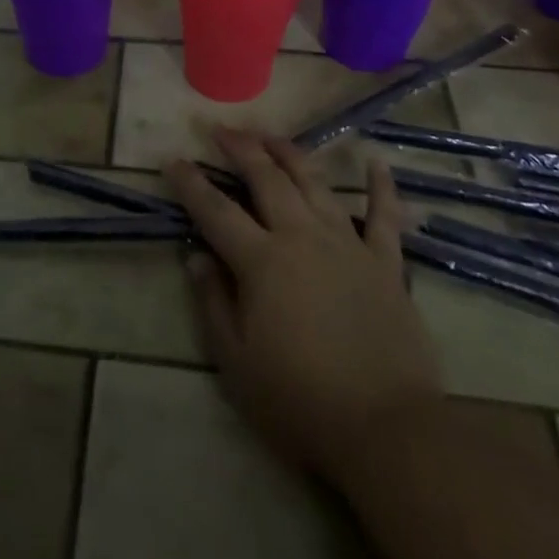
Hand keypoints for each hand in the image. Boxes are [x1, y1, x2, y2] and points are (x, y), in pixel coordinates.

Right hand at [163, 129, 441, 484]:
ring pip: (314, 183)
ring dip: (290, 154)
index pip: (215, 210)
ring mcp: (347, 244)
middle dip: (241, 149)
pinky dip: (380, 187)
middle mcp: (301, 237)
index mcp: (261, 262)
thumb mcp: (236, 362)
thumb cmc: (300, 401)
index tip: (173, 158)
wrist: (386, 430)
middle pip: (266, 178)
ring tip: (271, 135)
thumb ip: (213, 302)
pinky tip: (375, 162)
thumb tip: (195, 256)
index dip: (190, 183)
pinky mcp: (385, 263)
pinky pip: (384, 216)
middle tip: (222, 129)